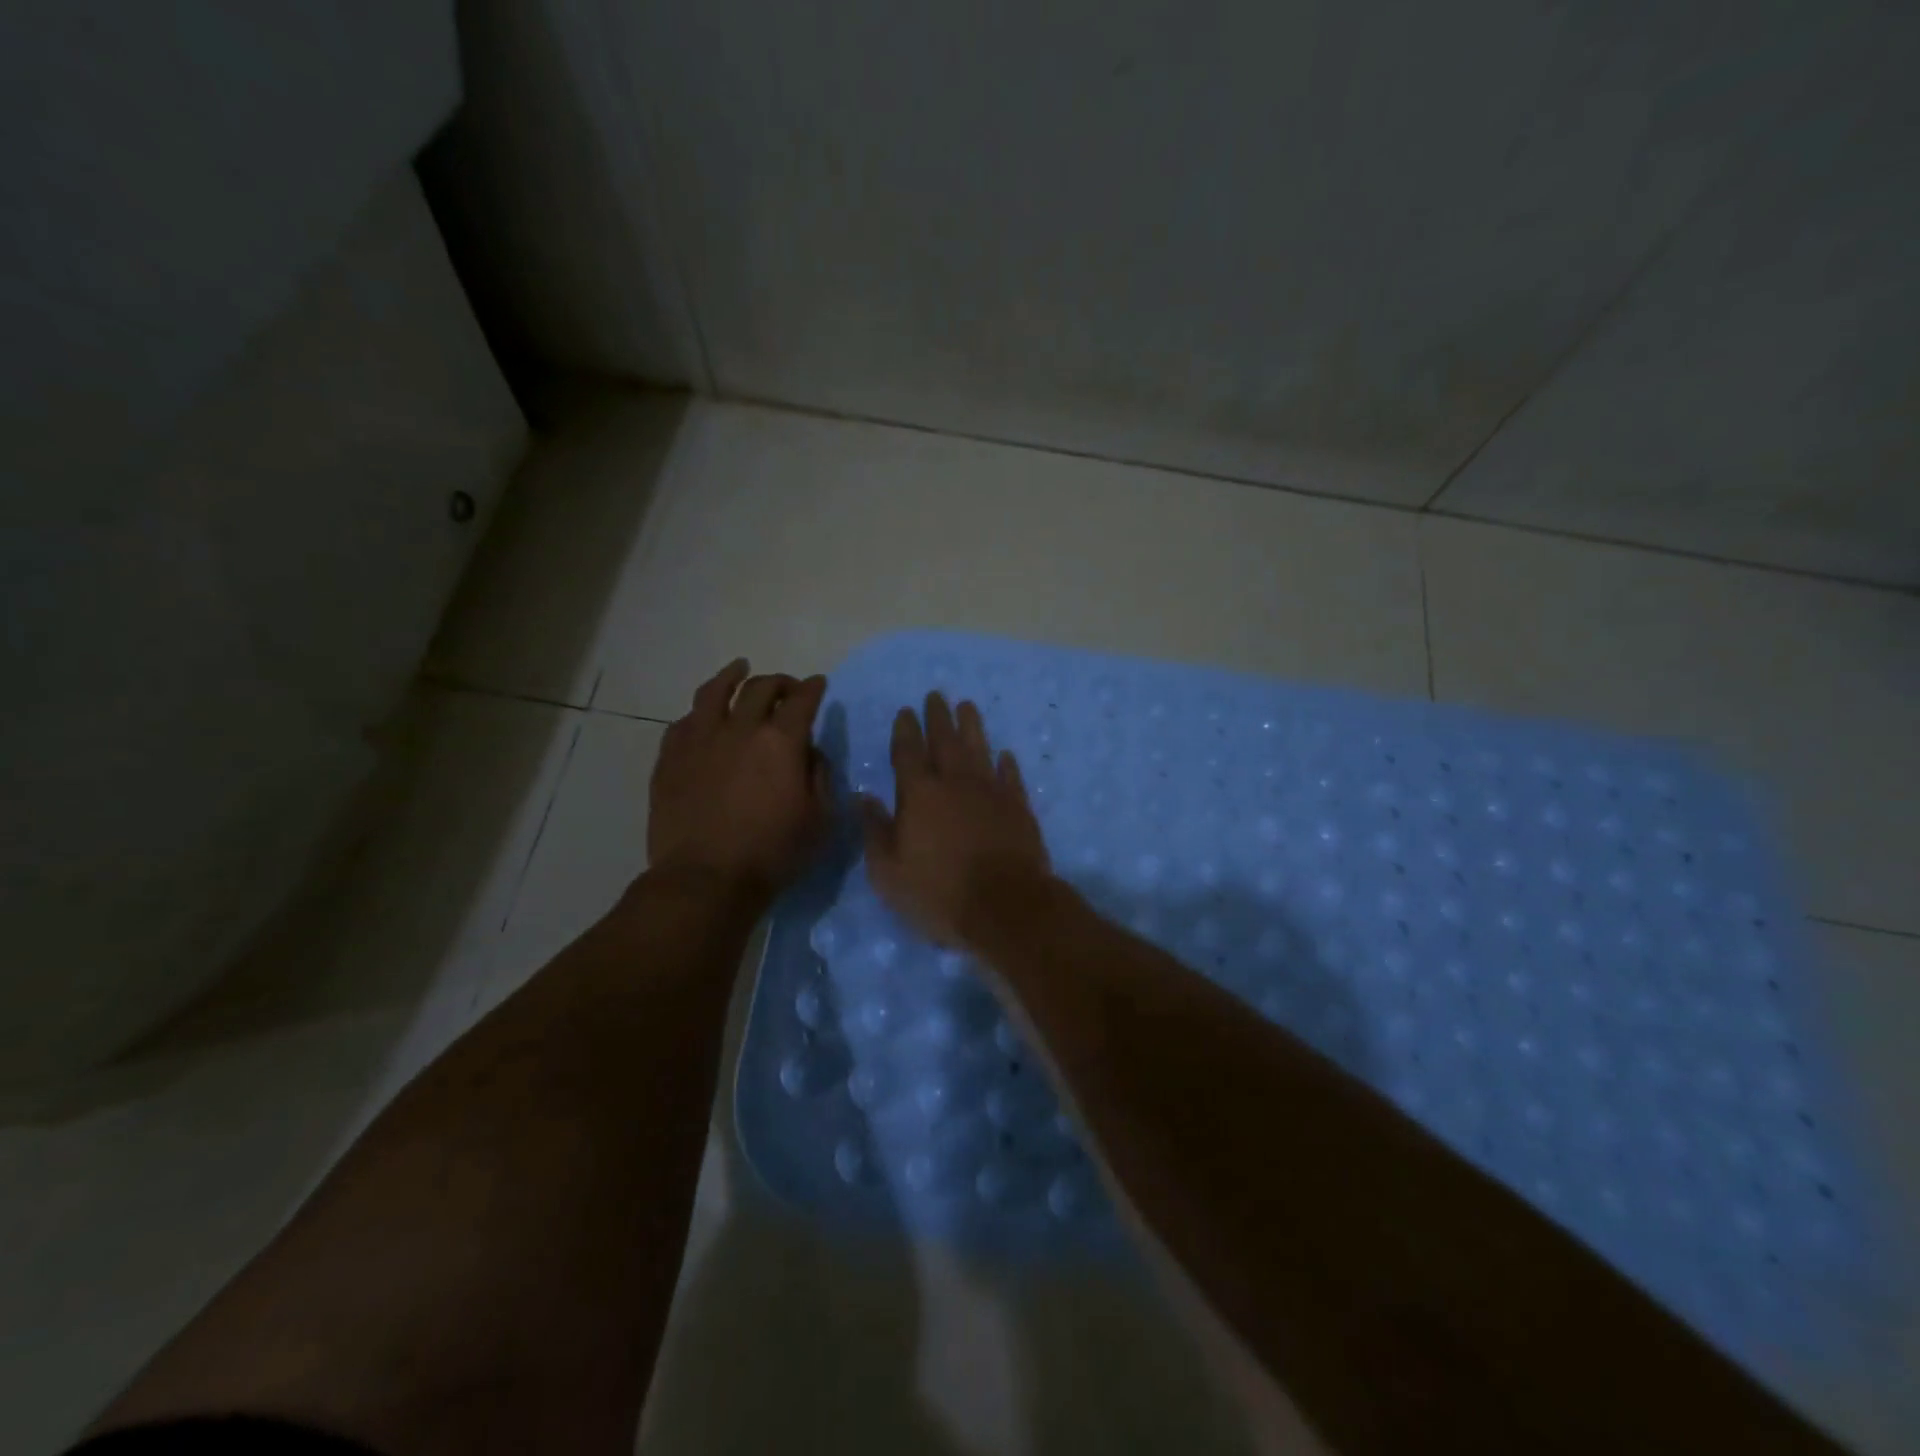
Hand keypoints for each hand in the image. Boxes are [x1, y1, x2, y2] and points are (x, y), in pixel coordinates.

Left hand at [648, 659, 831, 901]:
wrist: (706, 879)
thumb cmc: (773, 853)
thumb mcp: (820, 819)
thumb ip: (820, 776)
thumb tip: (811, 752)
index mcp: (781, 741)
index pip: (802, 699)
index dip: (813, 688)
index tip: (819, 684)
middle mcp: (740, 729)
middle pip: (760, 688)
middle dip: (780, 682)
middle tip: (787, 688)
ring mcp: (699, 740)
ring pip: (715, 692)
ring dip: (732, 676)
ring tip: (739, 669)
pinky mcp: (670, 758)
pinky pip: (684, 721)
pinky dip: (700, 712)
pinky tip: (702, 715)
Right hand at [860, 691, 1052, 945]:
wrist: (1005, 907)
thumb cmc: (938, 893)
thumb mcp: (888, 871)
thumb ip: (875, 830)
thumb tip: (863, 797)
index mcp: (919, 794)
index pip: (908, 752)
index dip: (905, 730)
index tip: (906, 711)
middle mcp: (955, 783)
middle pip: (945, 741)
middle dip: (938, 717)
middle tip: (936, 695)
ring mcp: (991, 791)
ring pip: (979, 749)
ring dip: (972, 726)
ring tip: (967, 706)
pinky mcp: (1019, 807)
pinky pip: (1010, 776)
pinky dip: (1006, 763)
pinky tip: (1004, 754)